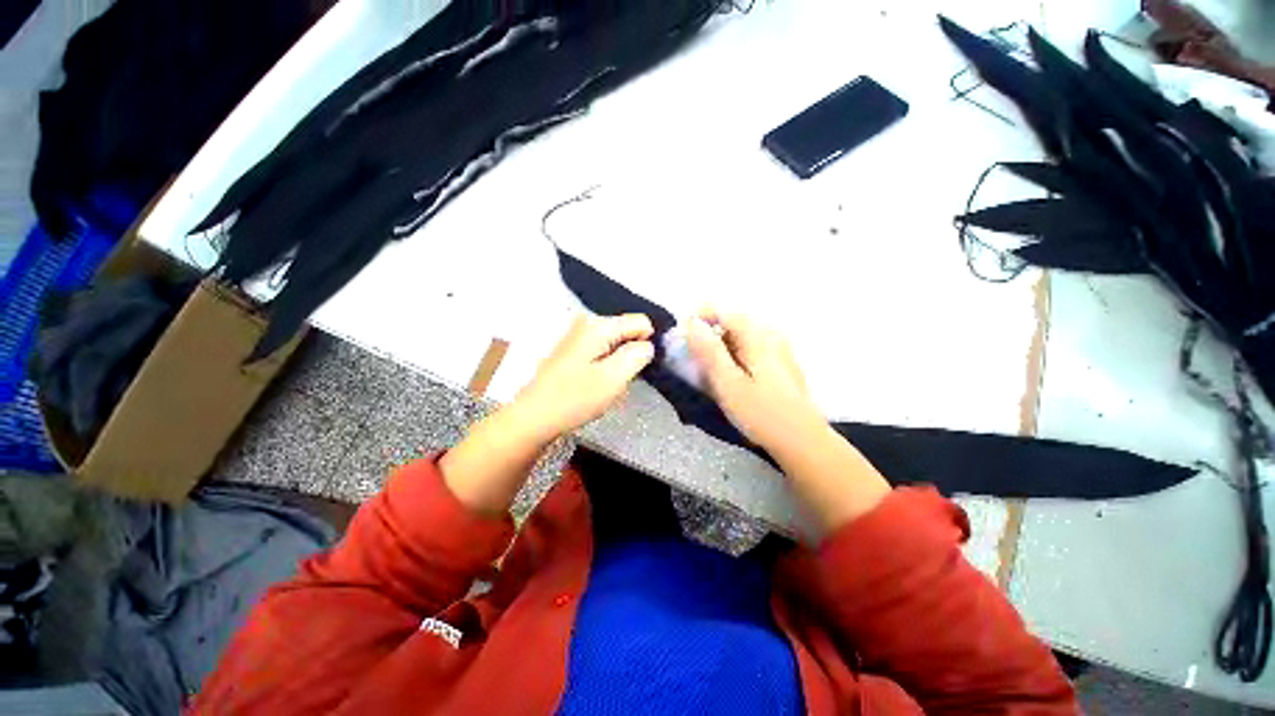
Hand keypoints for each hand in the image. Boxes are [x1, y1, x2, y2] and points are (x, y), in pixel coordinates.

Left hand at [442, 313, 652, 515]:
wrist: (534, 416)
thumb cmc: (575, 398)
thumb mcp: (614, 378)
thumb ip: (638, 355)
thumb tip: (648, 345)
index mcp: (599, 325)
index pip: (641, 322)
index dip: (647, 345)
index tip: (637, 369)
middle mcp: (588, 322)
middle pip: (627, 331)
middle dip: (630, 354)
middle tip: (620, 379)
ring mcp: (578, 334)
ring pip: (615, 342)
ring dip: (618, 362)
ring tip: (606, 383)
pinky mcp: (572, 348)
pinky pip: (602, 349)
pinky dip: (605, 364)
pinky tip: (594, 382)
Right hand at [683, 309, 823, 453]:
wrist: (801, 441)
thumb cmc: (761, 413)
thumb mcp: (728, 383)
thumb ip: (709, 351)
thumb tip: (691, 323)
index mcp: (758, 335)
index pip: (723, 311)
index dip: (699, 317)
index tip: (682, 336)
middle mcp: (770, 335)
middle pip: (731, 323)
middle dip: (708, 336)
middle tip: (694, 361)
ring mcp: (778, 348)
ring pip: (740, 337)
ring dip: (720, 349)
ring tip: (709, 373)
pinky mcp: (780, 363)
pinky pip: (750, 349)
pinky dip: (733, 357)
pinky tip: (731, 379)